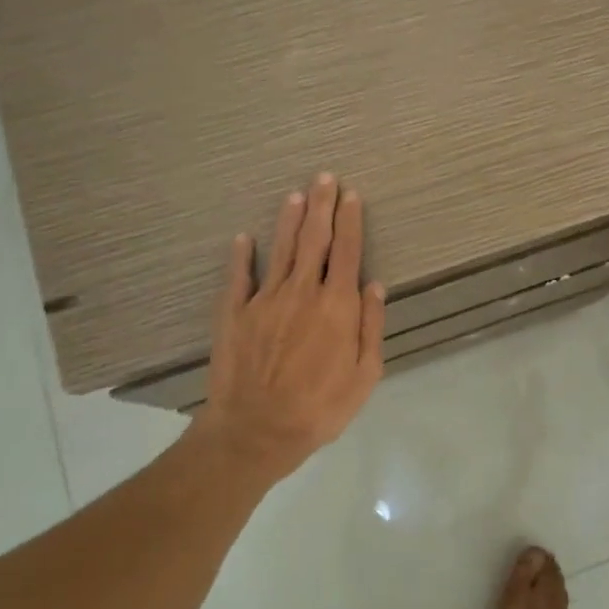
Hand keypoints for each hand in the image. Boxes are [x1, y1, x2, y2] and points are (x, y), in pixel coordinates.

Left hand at [194, 175, 386, 481]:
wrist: (256, 431)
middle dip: (322, 205)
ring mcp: (264, 299)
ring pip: (280, 248)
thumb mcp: (364, 375)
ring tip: (296, 195)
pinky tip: (244, 238)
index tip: (352, 195)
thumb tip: (374, 284)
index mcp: (336, 306)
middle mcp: (302, 292)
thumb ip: (370, 325)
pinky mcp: (234, 312)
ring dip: (290, 219)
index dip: (351, 221)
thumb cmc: (320, 408)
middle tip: (325, 178)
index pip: (347, 251)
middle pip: (314, 239)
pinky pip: (238, 276)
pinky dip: (241, 255)